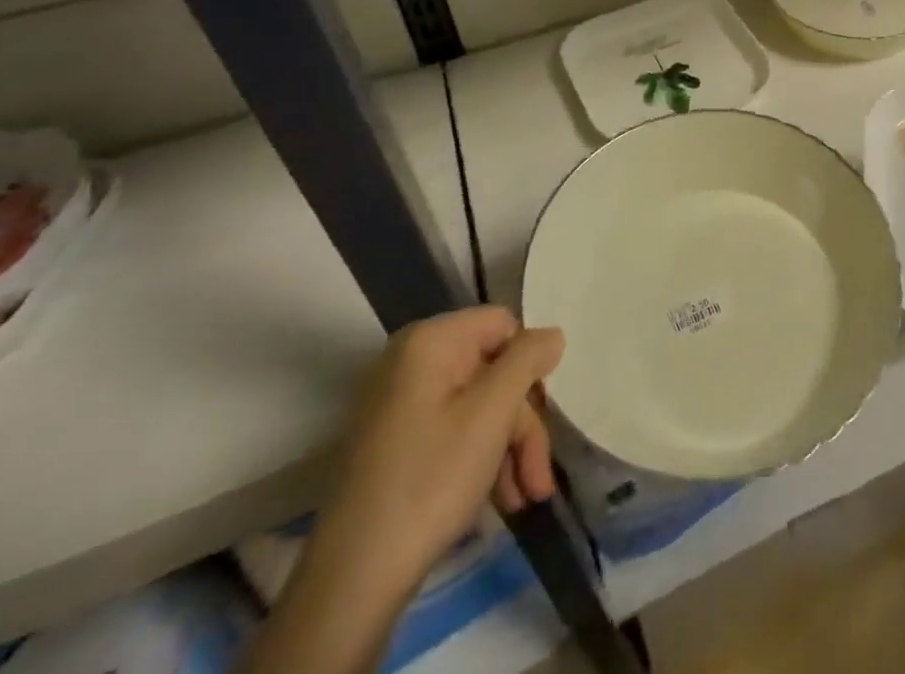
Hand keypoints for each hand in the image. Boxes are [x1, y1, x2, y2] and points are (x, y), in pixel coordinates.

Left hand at [244, 309, 563, 673]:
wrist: (352, 580)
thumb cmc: (430, 479)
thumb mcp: (492, 413)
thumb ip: (528, 361)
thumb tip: (552, 334)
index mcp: (430, 341)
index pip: (503, 325)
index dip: (528, 366)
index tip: (545, 413)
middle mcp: (410, 361)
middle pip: (492, 372)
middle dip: (522, 424)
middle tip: (539, 477)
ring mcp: (398, 403)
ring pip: (476, 407)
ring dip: (508, 450)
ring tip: (526, 499)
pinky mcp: (393, 443)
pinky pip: (451, 431)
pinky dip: (479, 459)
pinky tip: (498, 499)